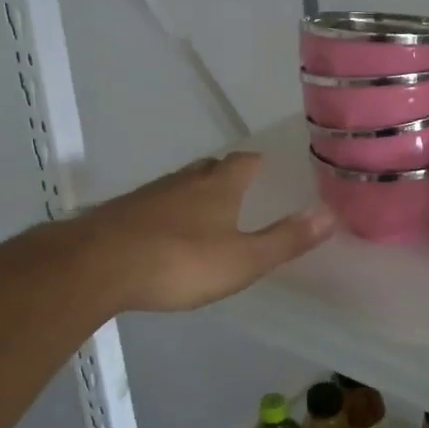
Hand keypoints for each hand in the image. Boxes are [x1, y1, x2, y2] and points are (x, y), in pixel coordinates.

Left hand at [70, 152, 334, 312]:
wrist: (97, 266)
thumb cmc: (180, 261)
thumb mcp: (243, 259)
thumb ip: (285, 239)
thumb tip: (330, 214)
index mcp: (219, 186)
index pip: (245, 162)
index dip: (258, 164)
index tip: (268, 169)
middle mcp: (185, 180)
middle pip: (211, 167)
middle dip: (226, 175)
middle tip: (240, 191)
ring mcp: (150, 194)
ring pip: (181, 185)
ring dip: (195, 193)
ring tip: (207, 213)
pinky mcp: (122, 213)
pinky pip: (154, 205)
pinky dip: (167, 213)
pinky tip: (165, 234)